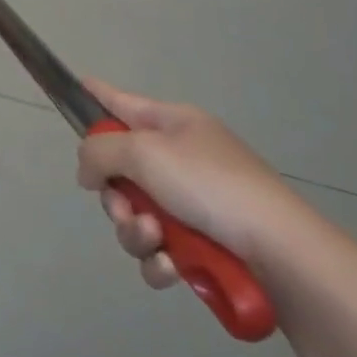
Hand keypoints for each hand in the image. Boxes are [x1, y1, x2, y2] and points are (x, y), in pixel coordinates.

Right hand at [76, 79, 317, 289]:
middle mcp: (182, 158)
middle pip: (121, 170)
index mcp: (173, 124)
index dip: (94, 95)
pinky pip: (160, 250)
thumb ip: (99, 151)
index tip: (73, 88)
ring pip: (136, 215)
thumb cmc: (211, 186)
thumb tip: (89, 171)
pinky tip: (170, 268)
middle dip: (115, 197)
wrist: (284, 255)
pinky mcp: (205, 246)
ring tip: (155, 241)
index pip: (121, 101)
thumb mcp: (144, 152)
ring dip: (135, 231)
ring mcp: (195, 204)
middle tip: (125, 210)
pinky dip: (158, 260)